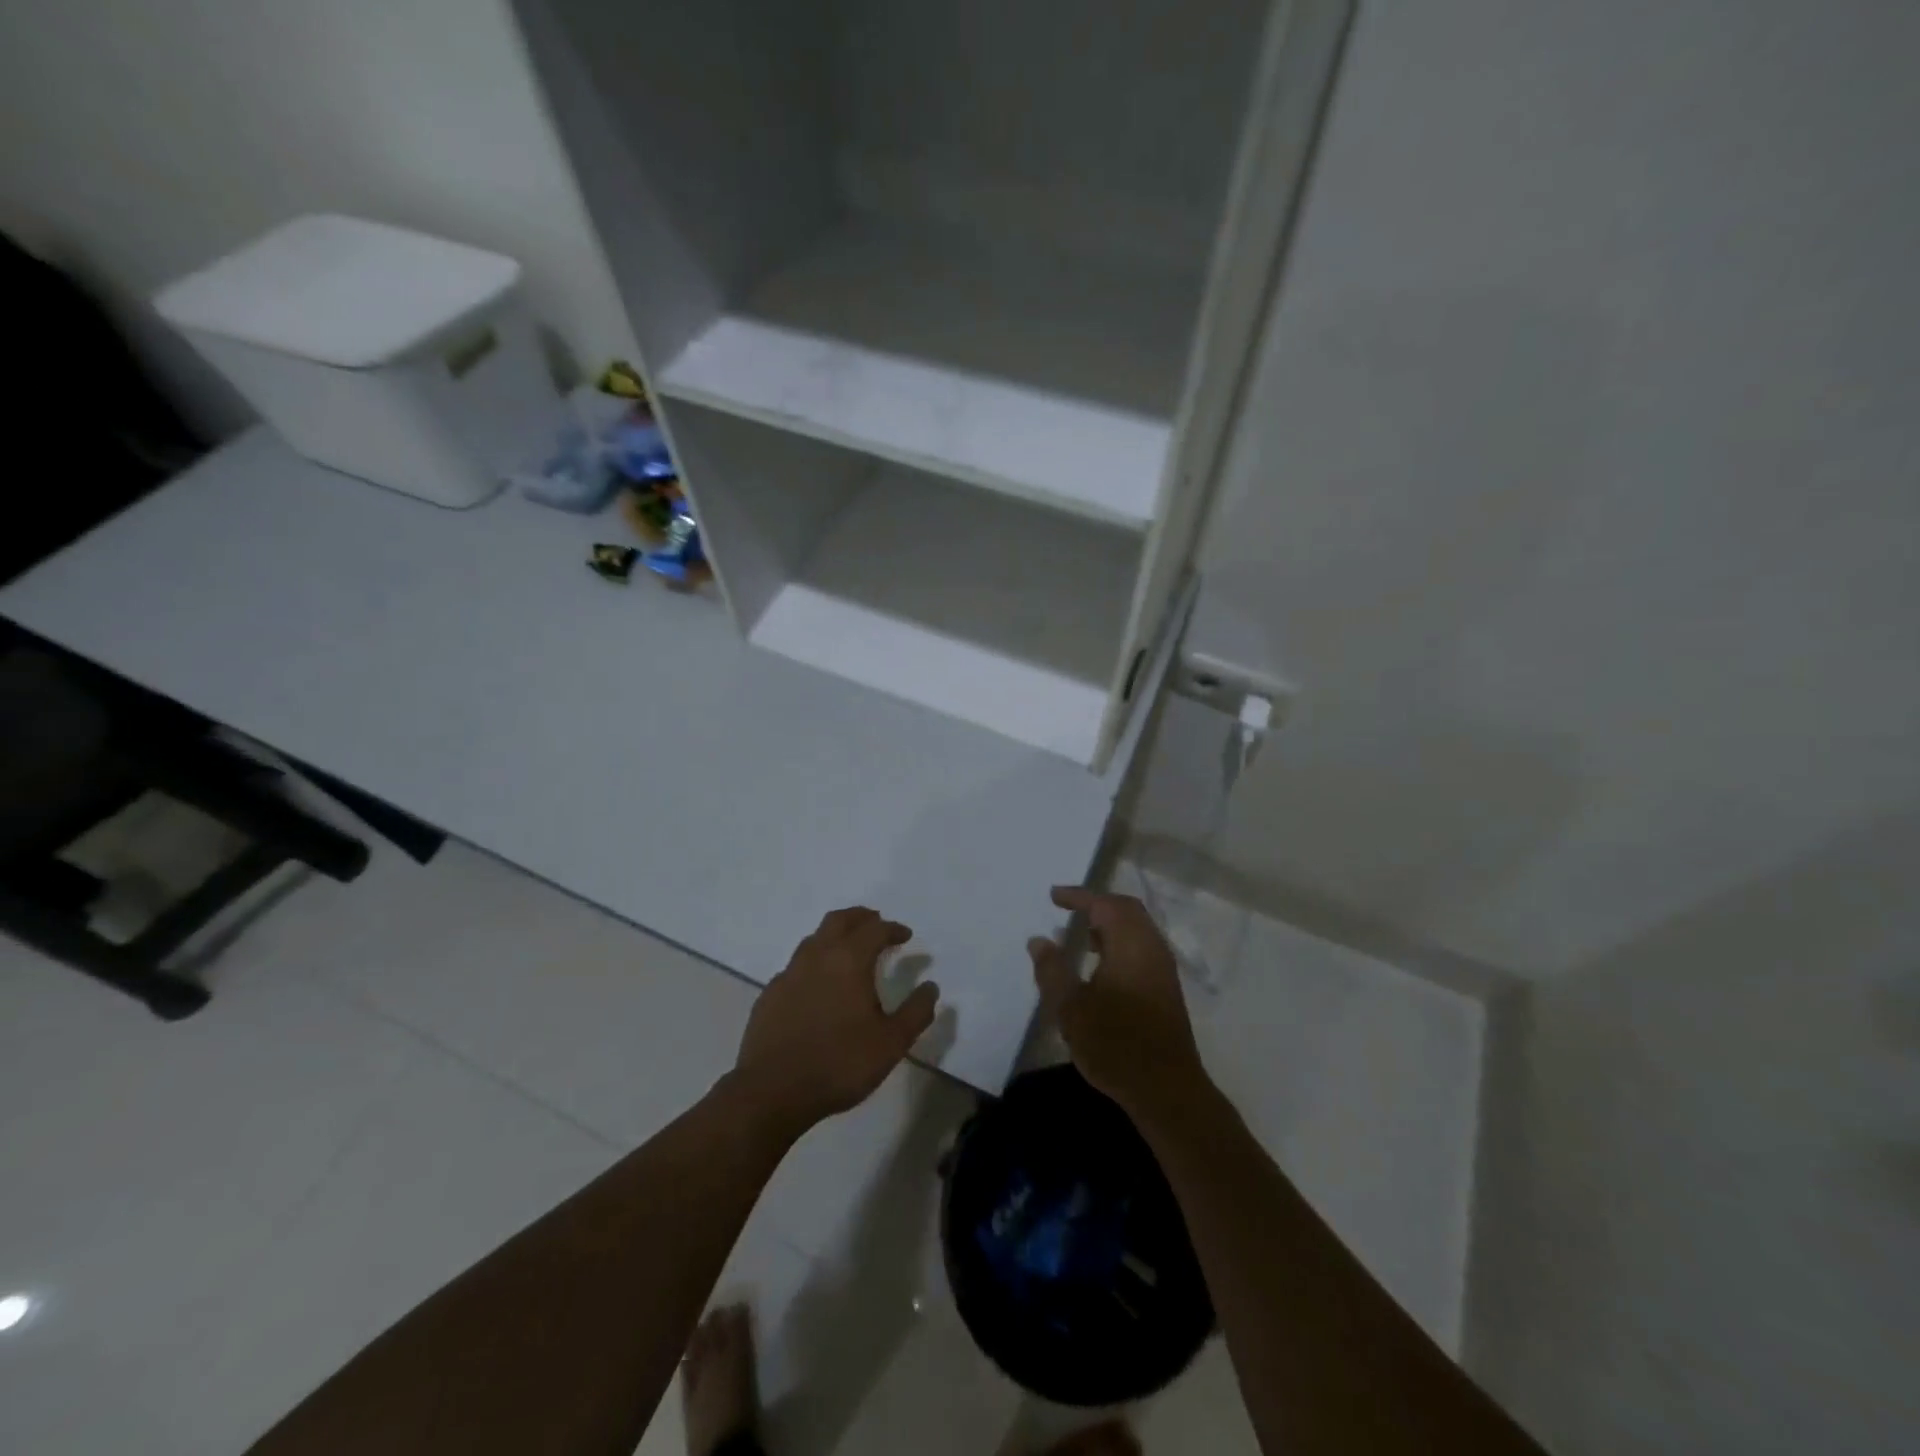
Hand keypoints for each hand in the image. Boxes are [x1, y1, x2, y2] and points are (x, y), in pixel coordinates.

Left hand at [731, 907, 939, 1139]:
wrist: (772, 1091)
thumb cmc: (839, 1063)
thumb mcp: (891, 1043)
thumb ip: (916, 1012)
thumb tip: (931, 987)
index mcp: (849, 960)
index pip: (875, 930)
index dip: (893, 929)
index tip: (905, 936)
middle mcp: (817, 956)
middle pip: (839, 920)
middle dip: (861, 917)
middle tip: (876, 923)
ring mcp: (789, 974)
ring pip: (814, 939)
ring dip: (835, 935)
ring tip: (848, 950)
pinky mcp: (769, 994)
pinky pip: (796, 965)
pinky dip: (813, 962)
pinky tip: (817, 984)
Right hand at [1029, 886, 1208, 1120]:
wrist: (1166, 1089)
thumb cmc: (1115, 1043)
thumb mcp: (1071, 1008)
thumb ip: (1052, 970)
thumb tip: (1039, 940)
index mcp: (1130, 944)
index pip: (1103, 904)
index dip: (1078, 896)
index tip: (1054, 896)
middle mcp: (1151, 948)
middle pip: (1126, 910)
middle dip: (1097, 904)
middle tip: (1069, 909)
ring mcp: (1163, 969)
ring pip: (1137, 929)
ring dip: (1110, 924)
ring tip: (1082, 936)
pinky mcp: (1166, 988)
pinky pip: (1142, 947)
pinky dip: (1120, 942)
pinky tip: (1101, 966)